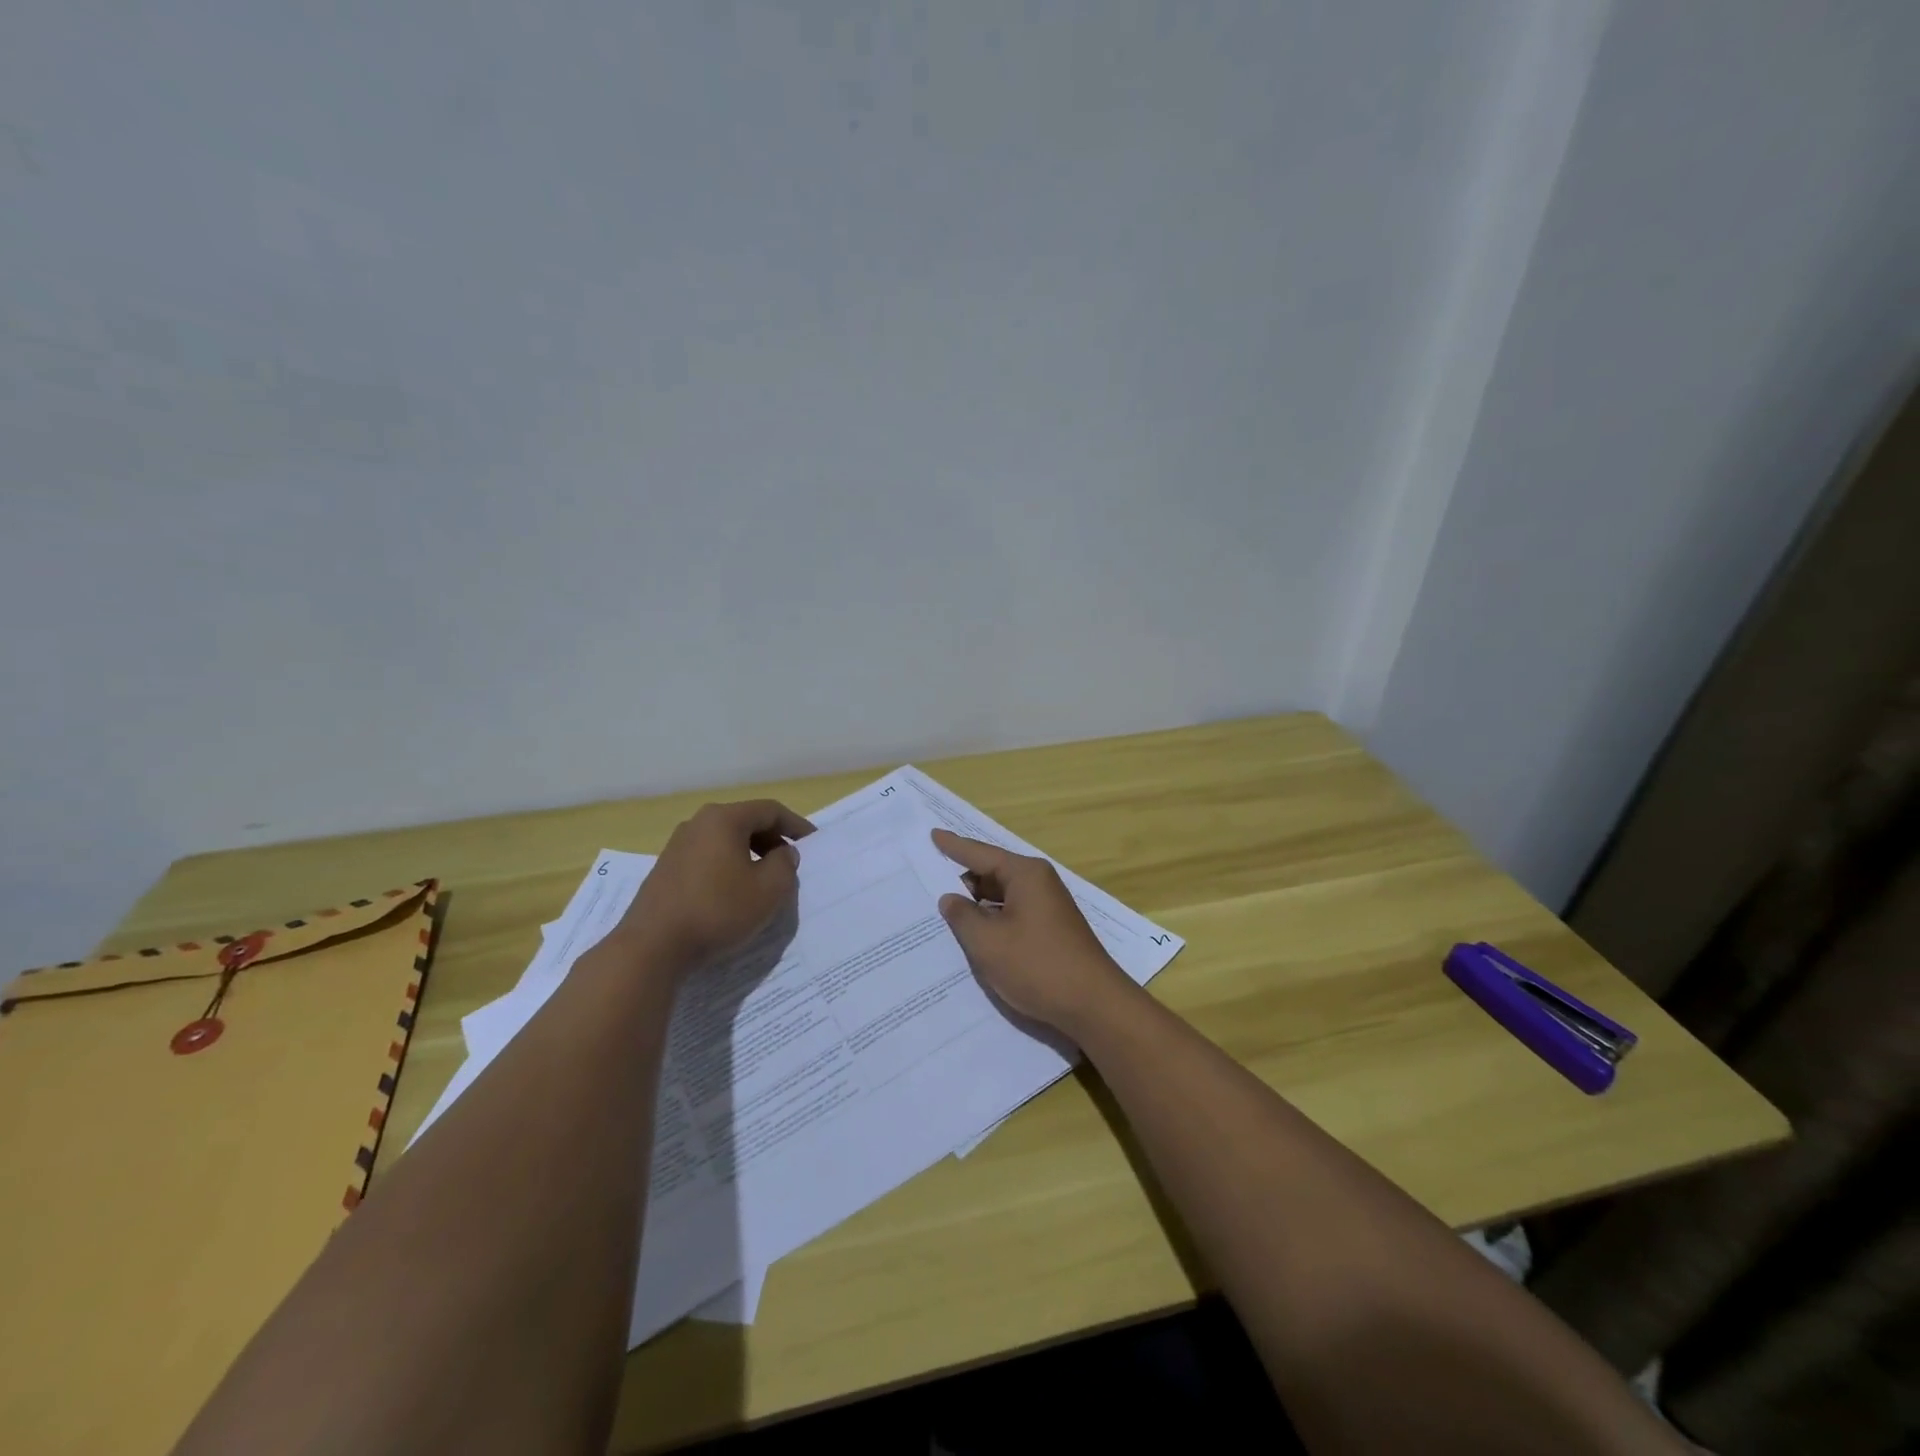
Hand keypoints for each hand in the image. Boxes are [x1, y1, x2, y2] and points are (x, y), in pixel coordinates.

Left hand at [621, 800, 813, 970]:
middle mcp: (698, 823)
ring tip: (764, 882)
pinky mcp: (665, 870)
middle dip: (772, 841)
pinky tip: (733, 895)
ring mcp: (677, 846)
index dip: (796, 825)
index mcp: (724, 819)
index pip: (770, 810)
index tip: (813, 843)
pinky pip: (708, 858)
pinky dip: (728, 868)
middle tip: (790, 865)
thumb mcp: (769, 890)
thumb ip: (785, 865)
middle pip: (746, 822)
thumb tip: (782, 853)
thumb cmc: (718, 911)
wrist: (652, 947)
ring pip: (725, 841)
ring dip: (750, 856)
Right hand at [932, 829, 1135, 1036]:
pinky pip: (1013, 914)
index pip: (981, 853)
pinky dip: (992, 920)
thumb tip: (950, 898)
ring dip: (977, 904)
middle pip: (992, 873)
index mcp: (1025, 875)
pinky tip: (974, 934)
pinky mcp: (1050, 930)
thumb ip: (963, 916)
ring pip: (1002, 897)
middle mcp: (1039, 883)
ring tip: (944, 910)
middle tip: (929, 882)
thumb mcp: (988, 942)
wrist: (1093, 1004)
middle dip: (963, 879)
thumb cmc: (1037, 965)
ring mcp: (1047, 908)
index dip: (954, 846)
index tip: (933, 834)